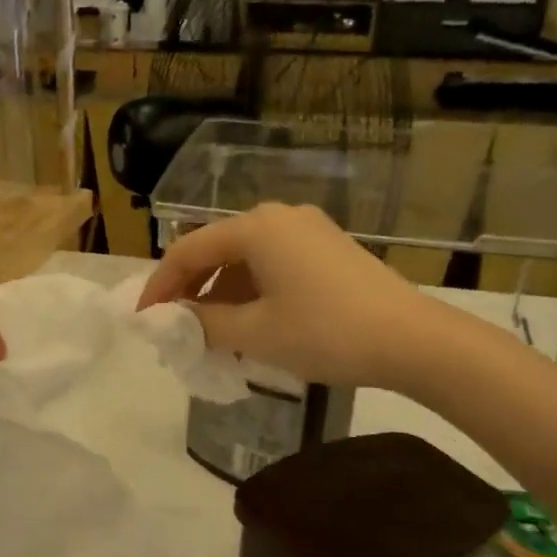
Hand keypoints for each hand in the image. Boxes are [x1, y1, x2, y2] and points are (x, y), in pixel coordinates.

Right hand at [137, 203, 427, 387]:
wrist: (412, 339)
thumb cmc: (325, 332)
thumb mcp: (255, 333)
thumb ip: (202, 323)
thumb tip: (172, 320)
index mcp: (256, 227)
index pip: (188, 251)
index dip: (160, 286)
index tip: (143, 320)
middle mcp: (279, 216)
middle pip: (216, 249)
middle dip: (190, 289)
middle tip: (174, 326)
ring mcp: (308, 229)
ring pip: (245, 258)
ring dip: (221, 292)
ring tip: (210, 332)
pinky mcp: (328, 247)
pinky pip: (273, 263)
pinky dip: (251, 290)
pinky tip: (250, 322)